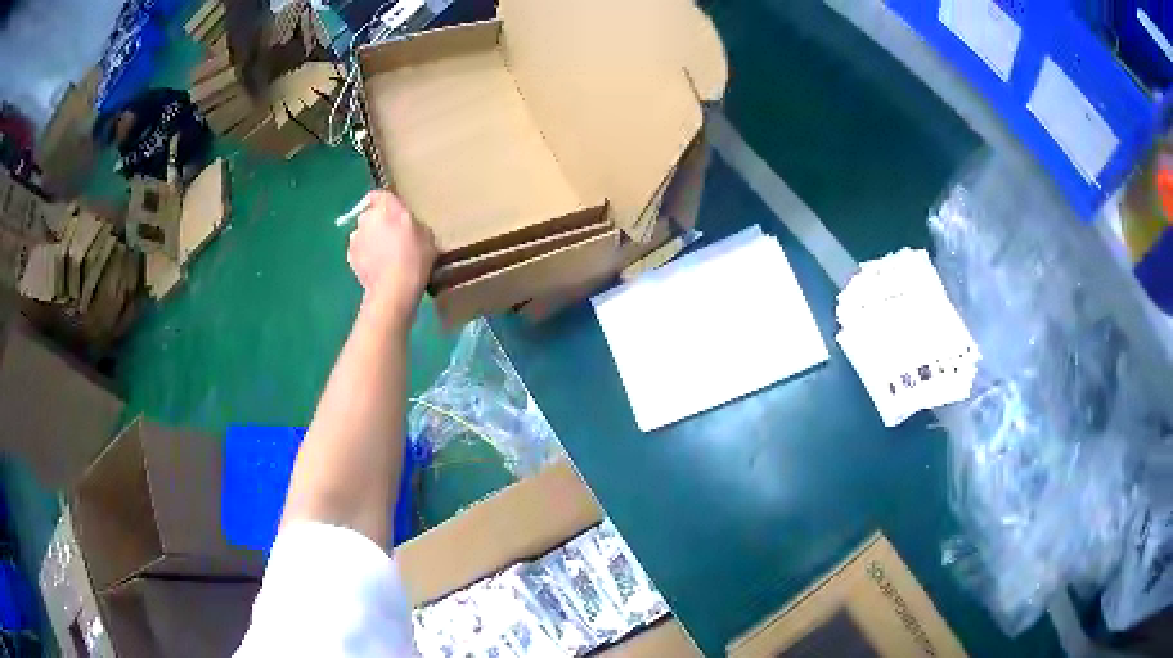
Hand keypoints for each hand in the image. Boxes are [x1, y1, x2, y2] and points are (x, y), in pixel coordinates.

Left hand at [346, 190, 436, 314]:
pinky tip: (378, 268)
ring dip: (372, 240)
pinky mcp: (349, 257)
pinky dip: (366, 256)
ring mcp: (355, 238)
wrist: (393, 290)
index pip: (380, 194)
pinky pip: (359, 251)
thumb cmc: (415, 258)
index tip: (395, 214)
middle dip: (380, 222)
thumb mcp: (427, 236)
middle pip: (371, 215)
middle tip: (395, 238)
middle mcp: (366, 218)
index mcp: (386, 207)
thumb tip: (408, 225)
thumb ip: (414, 224)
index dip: (386, 203)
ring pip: (364, 233)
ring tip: (386, 256)